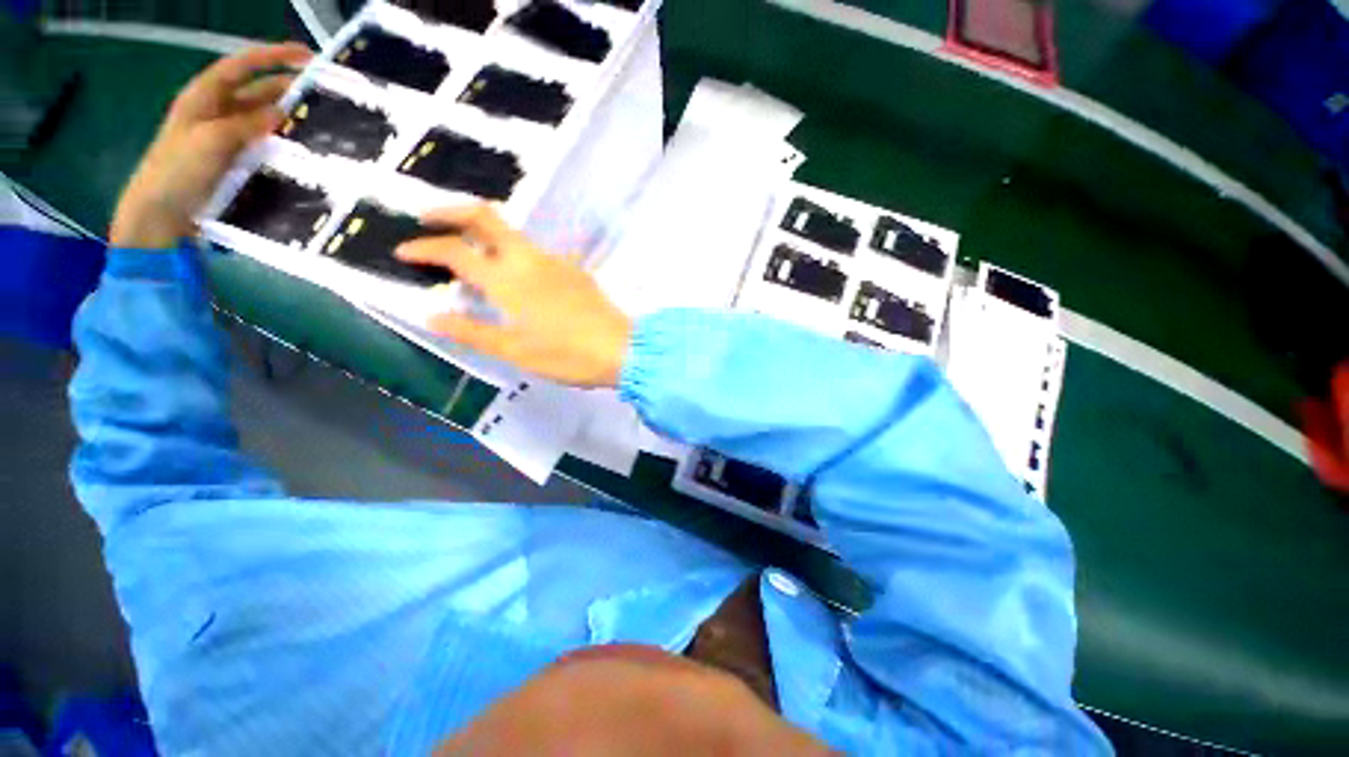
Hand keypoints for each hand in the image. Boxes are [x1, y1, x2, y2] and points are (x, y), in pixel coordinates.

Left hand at [110, 43, 311, 248]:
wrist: (161, 214)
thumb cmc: (177, 171)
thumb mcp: (210, 141)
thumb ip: (246, 124)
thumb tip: (282, 112)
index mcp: (205, 97)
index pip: (241, 65)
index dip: (272, 56)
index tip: (308, 56)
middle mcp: (218, 111)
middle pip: (257, 91)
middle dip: (289, 89)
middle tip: (325, 96)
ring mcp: (227, 137)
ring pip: (264, 118)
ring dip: (289, 118)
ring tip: (323, 123)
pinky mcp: (236, 160)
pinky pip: (265, 143)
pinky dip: (284, 142)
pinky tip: (304, 149)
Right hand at [396, 205, 633, 387]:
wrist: (623, 350)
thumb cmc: (568, 355)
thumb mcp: (515, 351)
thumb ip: (473, 332)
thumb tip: (432, 316)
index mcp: (509, 280)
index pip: (456, 251)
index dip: (425, 247)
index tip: (403, 251)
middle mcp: (530, 260)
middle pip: (486, 217)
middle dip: (451, 211)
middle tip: (427, 220)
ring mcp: (556, 261)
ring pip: (513, 234)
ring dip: (484, 233)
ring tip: (468, 251)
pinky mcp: (574, 270)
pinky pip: (535, 252)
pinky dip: (512, 253)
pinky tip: (514, 275)